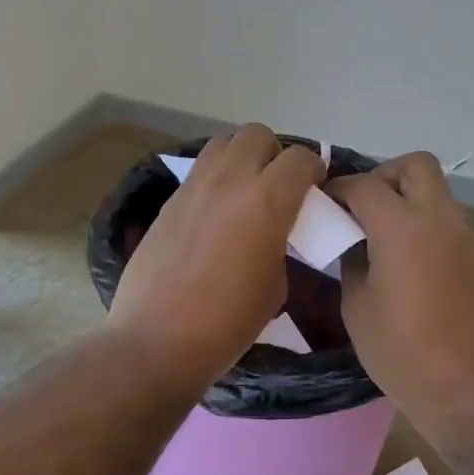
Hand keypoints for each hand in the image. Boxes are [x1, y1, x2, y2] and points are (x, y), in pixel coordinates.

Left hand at [108, 125, 324, 398]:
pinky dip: (215, 178)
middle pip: (258, 135)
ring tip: (245, 190)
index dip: (313, 169)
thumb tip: (274, 232)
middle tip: (278, 186)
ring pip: (224, 142)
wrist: (158, 339)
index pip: (300, 158)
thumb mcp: (276, 285)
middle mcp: (230, 180)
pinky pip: (200, 170)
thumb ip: (281, 243)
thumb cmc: (228, 322)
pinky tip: (216, 211)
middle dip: (275, 154)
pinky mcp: (169, 200)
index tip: (315, 189)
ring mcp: (194, 186)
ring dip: (242, 157)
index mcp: (267, 200)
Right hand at [329, 153, 473, 423]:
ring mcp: (463, 237)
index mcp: (403, 228)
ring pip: (434, 190)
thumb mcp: (357, 306)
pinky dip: (421, 221)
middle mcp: (439, 220)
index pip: (366, 185)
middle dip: (384, 175)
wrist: (466, 393)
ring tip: (377, 232)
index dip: (339, 188)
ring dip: (405, 197)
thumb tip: (352, 240)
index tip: (322, 202)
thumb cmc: (400, 352)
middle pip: (416, 165)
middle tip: (361, 207)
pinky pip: (445, 218)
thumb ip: (351, 260)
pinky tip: (401, 256)